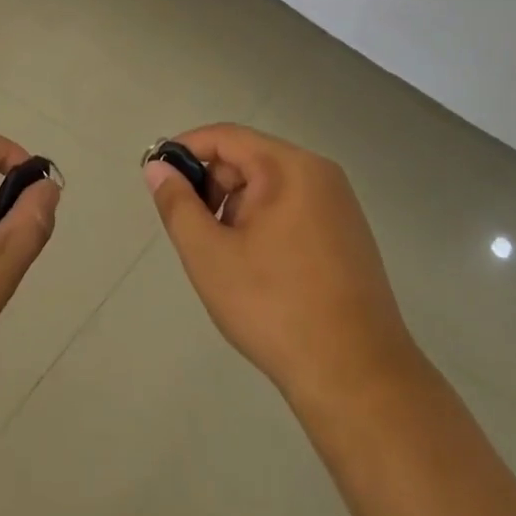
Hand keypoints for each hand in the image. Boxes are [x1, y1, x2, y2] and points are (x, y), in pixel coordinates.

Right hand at [146, 124, 419, 410]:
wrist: (357, 378)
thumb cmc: (275, 308)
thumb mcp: (210, 256)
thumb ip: (178, 205)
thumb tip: (157, 167)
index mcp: (288, 167)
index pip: (225, 137)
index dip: (187, 150)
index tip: (159, 178)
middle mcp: (318, 173)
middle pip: (249, 159)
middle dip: (214, 189)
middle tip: (195, 234)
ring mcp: (339, 204)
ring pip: (269, 187)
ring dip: (238, 210)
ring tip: (228, 260)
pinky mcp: (348, 234)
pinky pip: (293, 209)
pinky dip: (265, 225)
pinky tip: (259, 270)